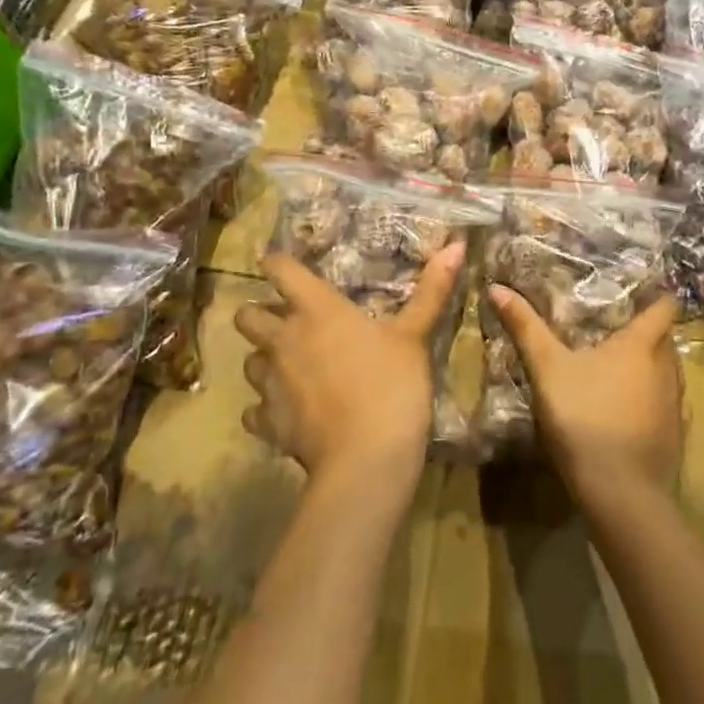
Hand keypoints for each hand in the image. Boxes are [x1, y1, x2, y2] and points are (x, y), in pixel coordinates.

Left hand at [235, 244, 465, 491]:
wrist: (366, 458)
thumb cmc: (392, 385)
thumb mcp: (416, 335)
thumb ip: (432, 290)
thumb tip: (457, 245)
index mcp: (317, 310)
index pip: (280, 269)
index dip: (277, 262)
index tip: (281, 262)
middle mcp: (284, 339)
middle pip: (246, 315)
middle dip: (260, 313)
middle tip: (287, 320)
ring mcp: (270, 383)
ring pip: (249, 360)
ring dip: (265, 358)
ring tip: (291, 365)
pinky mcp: (268, 422)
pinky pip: (255, 408)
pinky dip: (267, 406)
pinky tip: (290, 410)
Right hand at [485, 288, 682, 503]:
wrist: (620, 491)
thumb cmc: (584, 417)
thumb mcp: (547, 369)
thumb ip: (525, 327)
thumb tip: (497, 287)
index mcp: (642, 344)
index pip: (665, 306)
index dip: (656, 297)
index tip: (638, 294)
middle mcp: (668, 367)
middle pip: (665, 339)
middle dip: (646, 333)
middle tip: (613, 331)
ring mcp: (675, 403)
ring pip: (668, 372)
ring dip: (649, 368)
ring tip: (618, 371)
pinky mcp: (675, 435)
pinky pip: (667, 406)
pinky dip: (652, 402)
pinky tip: (628, 413)